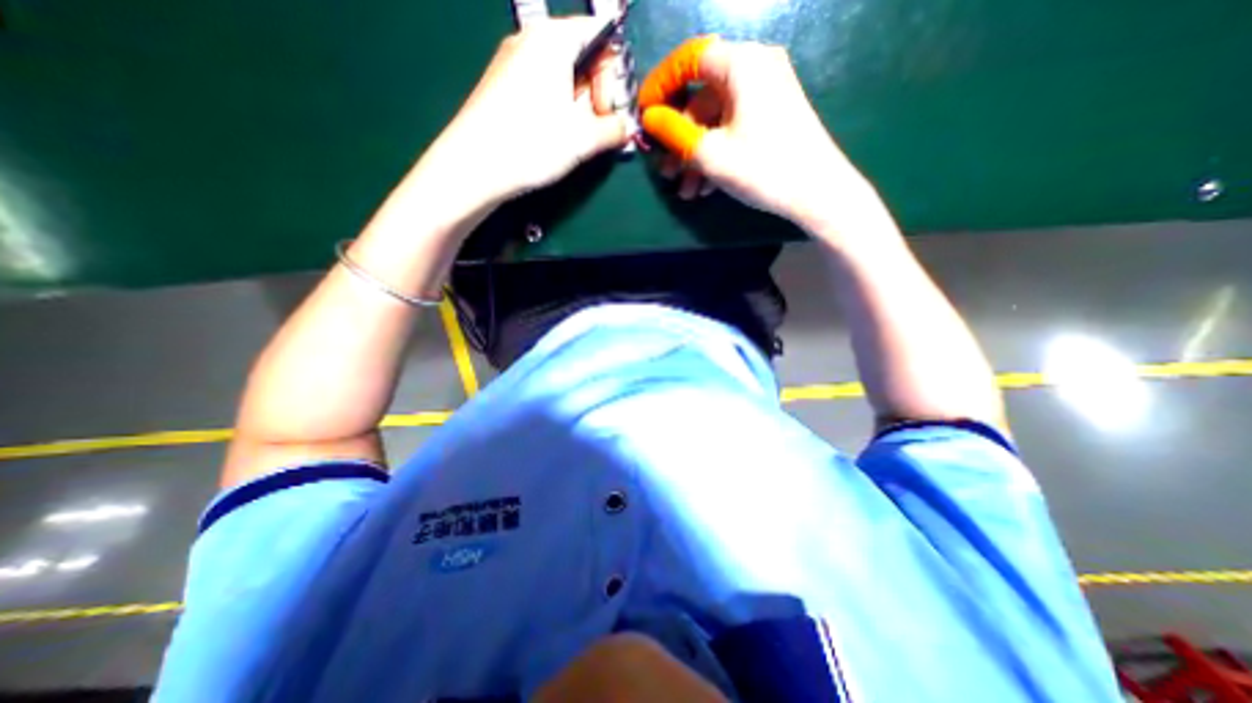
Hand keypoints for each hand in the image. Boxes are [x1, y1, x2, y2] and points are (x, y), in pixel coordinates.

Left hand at [416, 16, 629, 206]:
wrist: (474, 166)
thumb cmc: (533, 143)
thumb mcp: (583, 138)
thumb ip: (614, 129)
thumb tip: (626, 128)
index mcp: (553, 39)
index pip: (600, 35)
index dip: (613, 74)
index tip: (608, 110)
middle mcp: (531, 41)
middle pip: (581, 57)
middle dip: (596, 94)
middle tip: (594, 130)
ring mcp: (513, 63)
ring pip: (562, 77)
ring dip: (578, 108)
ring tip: (574, 140)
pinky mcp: (503, 87)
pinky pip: (542, 90)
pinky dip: (557, 111)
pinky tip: (554, 138)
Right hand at [640, 36, 867, 228]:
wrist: (818, 193)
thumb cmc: (762, 168)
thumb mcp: (710, 153)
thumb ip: (674, 131)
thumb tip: (649, 117)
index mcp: (742, 64)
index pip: (689, 60)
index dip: (662, 85)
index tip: (645, 114)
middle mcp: (756, 69)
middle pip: (702, 97)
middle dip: (680, 138)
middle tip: (665, 170)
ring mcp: (767, 94)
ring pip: (716, 121)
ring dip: (696, 156)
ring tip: (686, 190)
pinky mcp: (772, 117)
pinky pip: (733, 129)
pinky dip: (716, 155)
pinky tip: (706, 187)